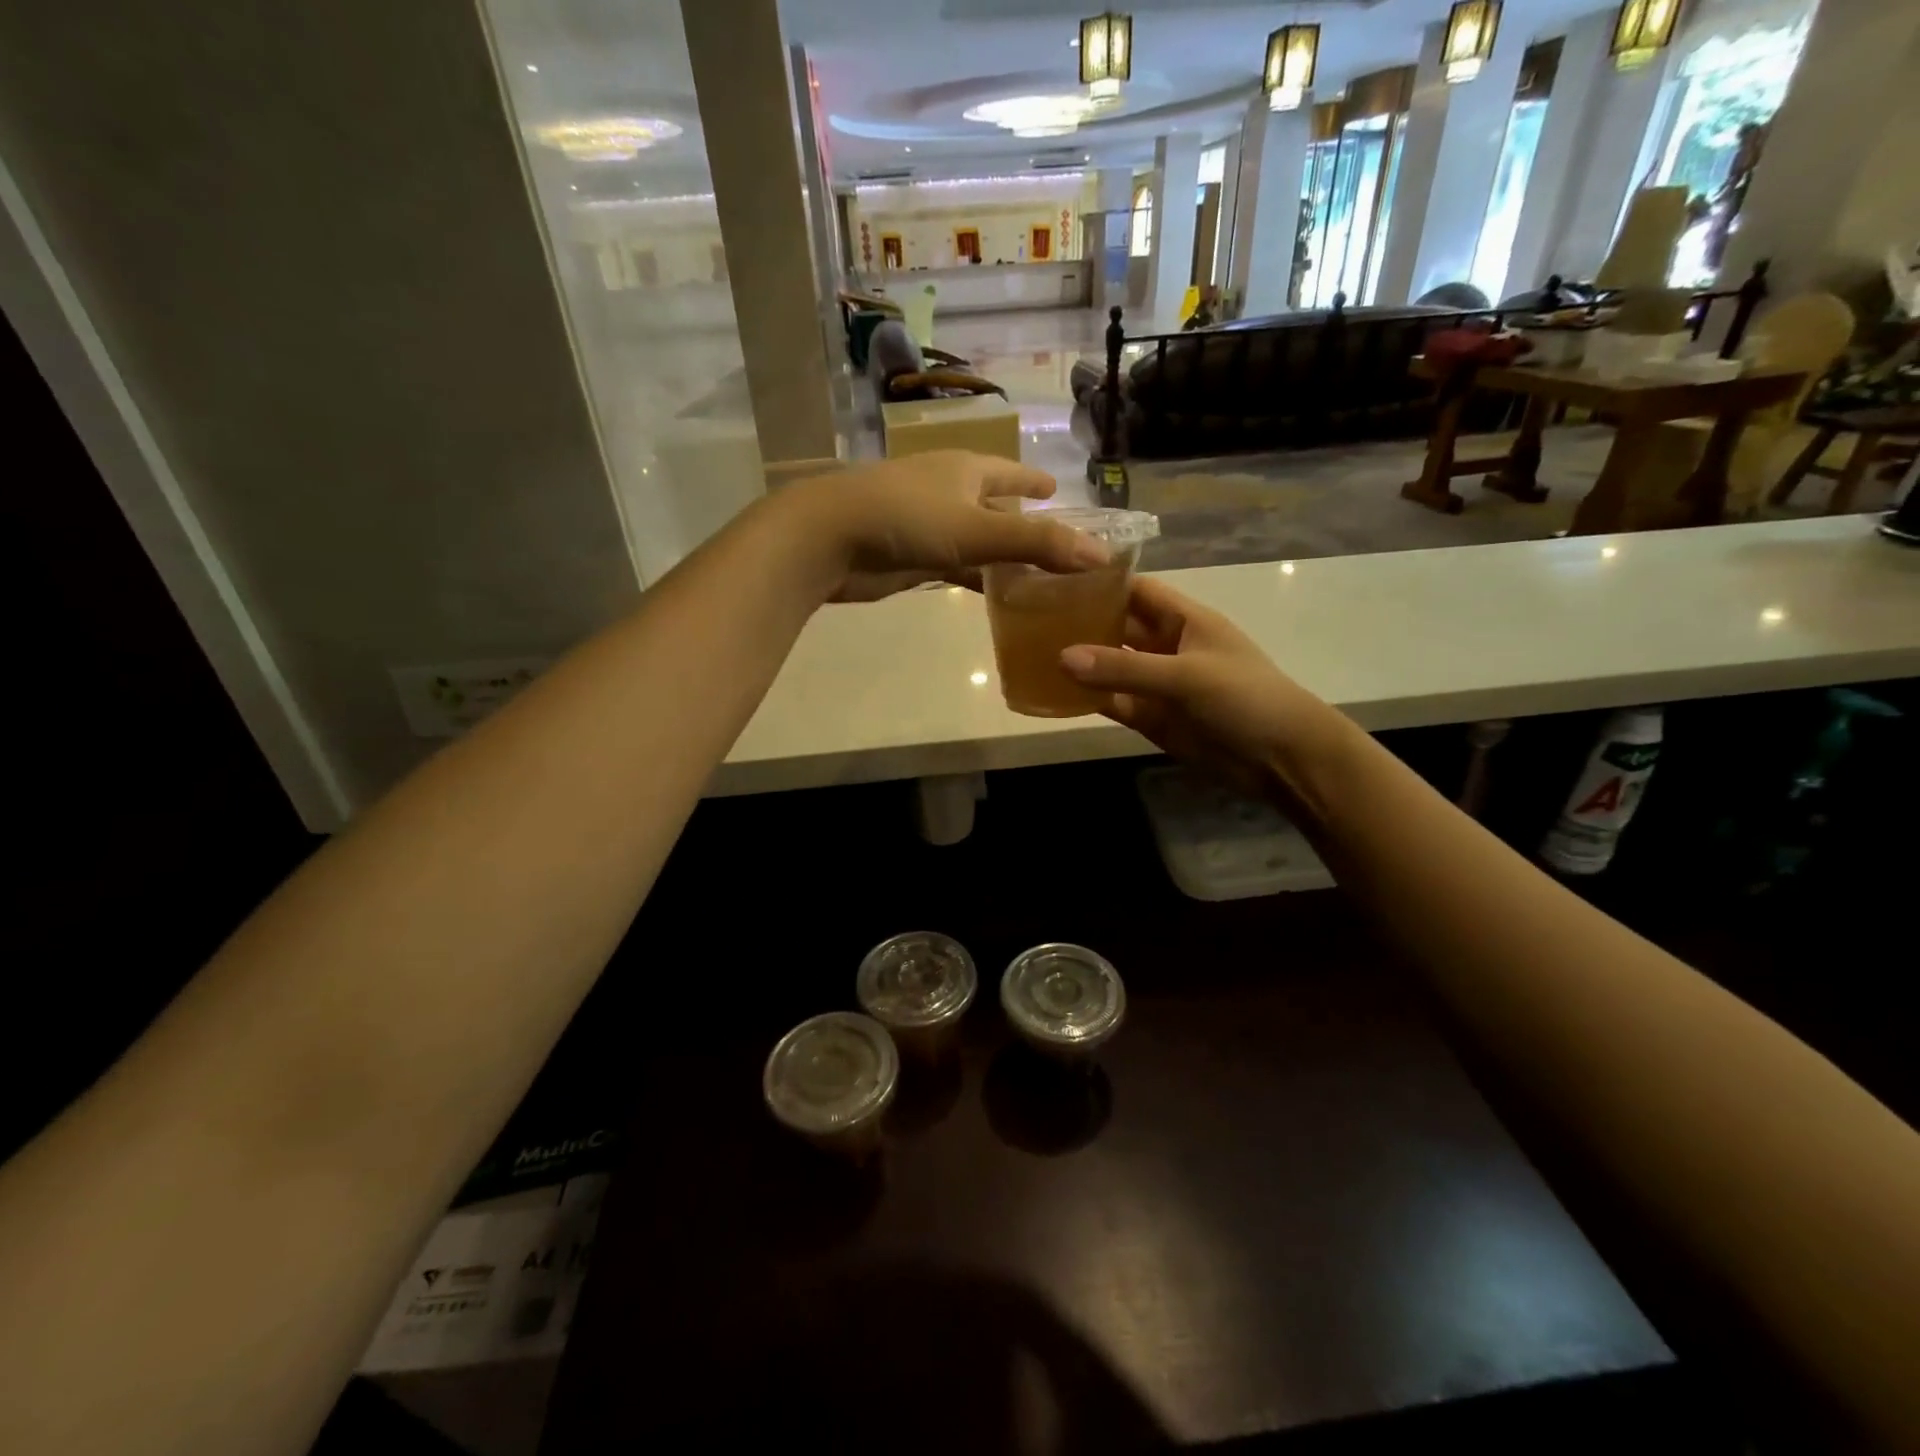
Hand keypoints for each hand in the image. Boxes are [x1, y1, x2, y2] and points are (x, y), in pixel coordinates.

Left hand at [782, 452, 1108, 602]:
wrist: (829, 539)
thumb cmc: (907, 520)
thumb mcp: (978, 531)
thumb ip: (1038, 544)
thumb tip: (1100, 556)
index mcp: (967, 471)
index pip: (1011, 474)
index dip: (1035, 484)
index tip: (1058, 491)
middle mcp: (950, 491)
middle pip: (995, 506)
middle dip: (1023, 522)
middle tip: (1056, 544)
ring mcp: (927, 525)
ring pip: (976, 539)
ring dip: (1001, 556)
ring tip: (1036, 576)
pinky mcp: (910, 557)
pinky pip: (955, 565)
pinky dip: (976, 577)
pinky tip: (993, 593)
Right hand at [1058, 576, 1355, 810]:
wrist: (1281, 758)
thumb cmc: (1244, 698)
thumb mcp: (1185, 675)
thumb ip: (1124, 667)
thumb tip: (1061, 657)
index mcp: (1184, 619)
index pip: (1136, 590)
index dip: (1101, 581)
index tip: (1054, 576)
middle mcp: (1166, 646)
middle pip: (1117, 625)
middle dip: (1081, 621)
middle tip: (1028, 616)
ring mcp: (1156, 683)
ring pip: (1110, 666)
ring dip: (1080, 662)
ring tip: (1029, 651)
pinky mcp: (1151, 717)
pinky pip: (1112, 702)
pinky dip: (1088, 699)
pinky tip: (1054, 693)